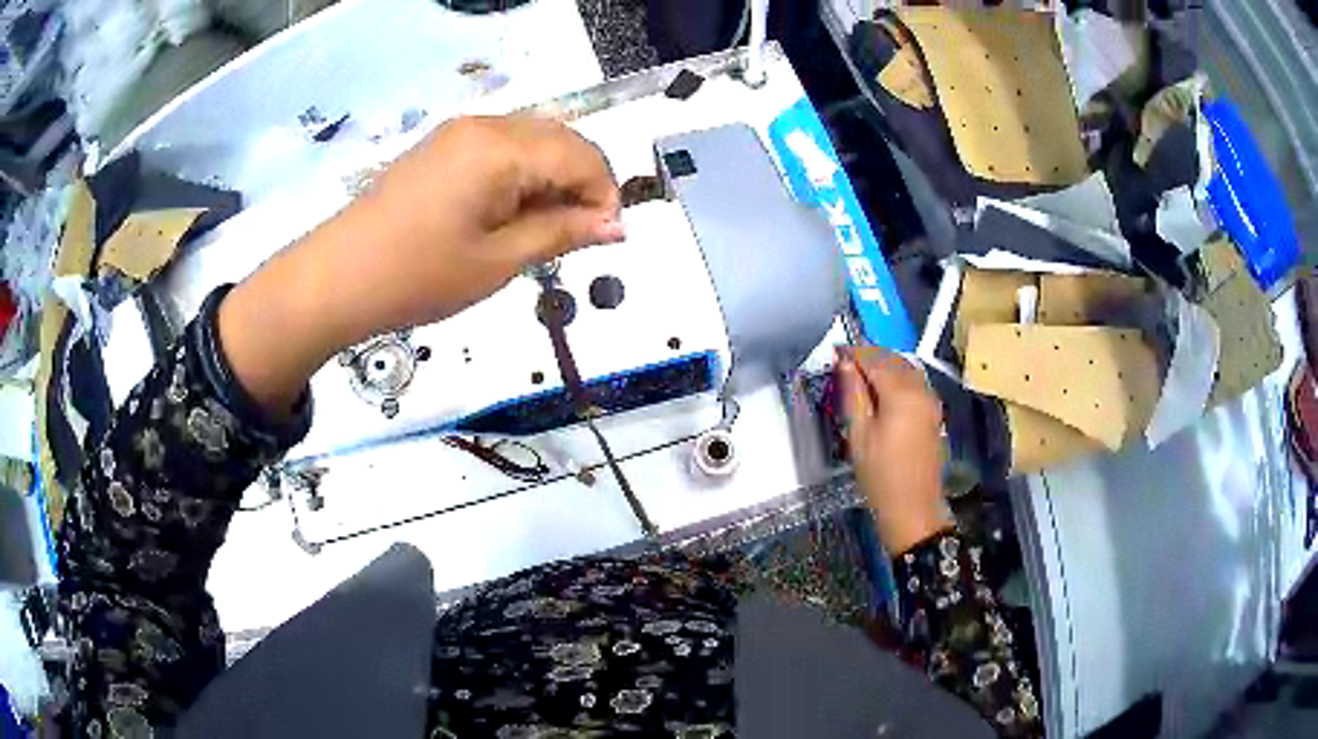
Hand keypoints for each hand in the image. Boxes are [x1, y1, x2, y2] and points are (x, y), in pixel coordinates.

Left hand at [219, 115, 622, 414]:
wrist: (337, 278)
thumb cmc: (418, 275)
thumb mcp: (500, 261)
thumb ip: (563, 233)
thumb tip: (615, 225)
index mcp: (501, 147)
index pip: (580, 156)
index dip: (605, 195)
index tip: (608, 239)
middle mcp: (484, 125)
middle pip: (560, 140)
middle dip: (581, 184)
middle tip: (580, 236)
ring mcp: (459, 132)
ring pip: (532, 142)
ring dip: (552, 180)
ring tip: (545, 230)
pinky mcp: (442, 147)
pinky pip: (501, 149)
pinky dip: (521, 176)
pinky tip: (511, 214)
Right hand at [839, 346, 953, 553]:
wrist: (913, 508)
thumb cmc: (880, 475)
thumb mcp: (858, 435)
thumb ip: (853, 394)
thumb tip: (846, 364)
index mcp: (901, 393)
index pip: (875, 359)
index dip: (854, 352)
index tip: (835, 351)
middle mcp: (920, 389)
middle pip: (894, 360)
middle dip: (870, 355)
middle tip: (845, 360)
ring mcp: (931, 400)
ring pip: (907, 368)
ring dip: (885, 364)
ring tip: (861, 372)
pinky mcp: (934, 412)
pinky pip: (915, 382)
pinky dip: (898, 376)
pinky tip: (883, 387)